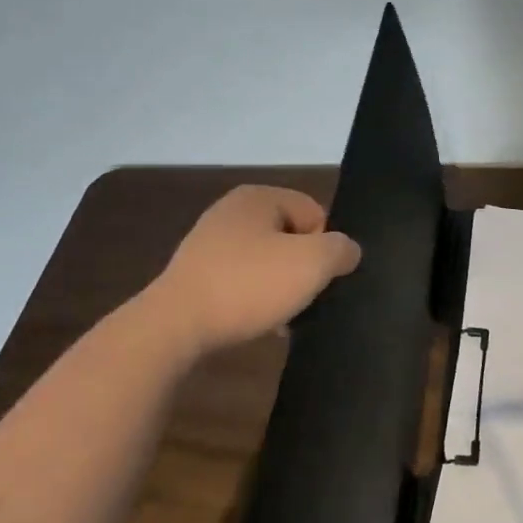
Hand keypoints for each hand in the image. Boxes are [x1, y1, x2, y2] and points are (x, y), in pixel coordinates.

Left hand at [143, 186, 361, 355]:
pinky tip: (258, 324)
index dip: (325, 246)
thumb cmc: (249, 284)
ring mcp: (209, 242)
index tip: (318, 278)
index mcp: (259, 196)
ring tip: (282, 317)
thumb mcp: (312, 263)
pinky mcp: (196, 274)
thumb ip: (341, 250)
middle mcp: (232, 211)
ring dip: (279, 287)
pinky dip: (253, 300)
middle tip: (303, 299)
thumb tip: (348, 250)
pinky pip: (241, 281)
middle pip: (290, 237)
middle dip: (301, 268)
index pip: (315, 213)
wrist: (175, 326)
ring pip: (266, 262)